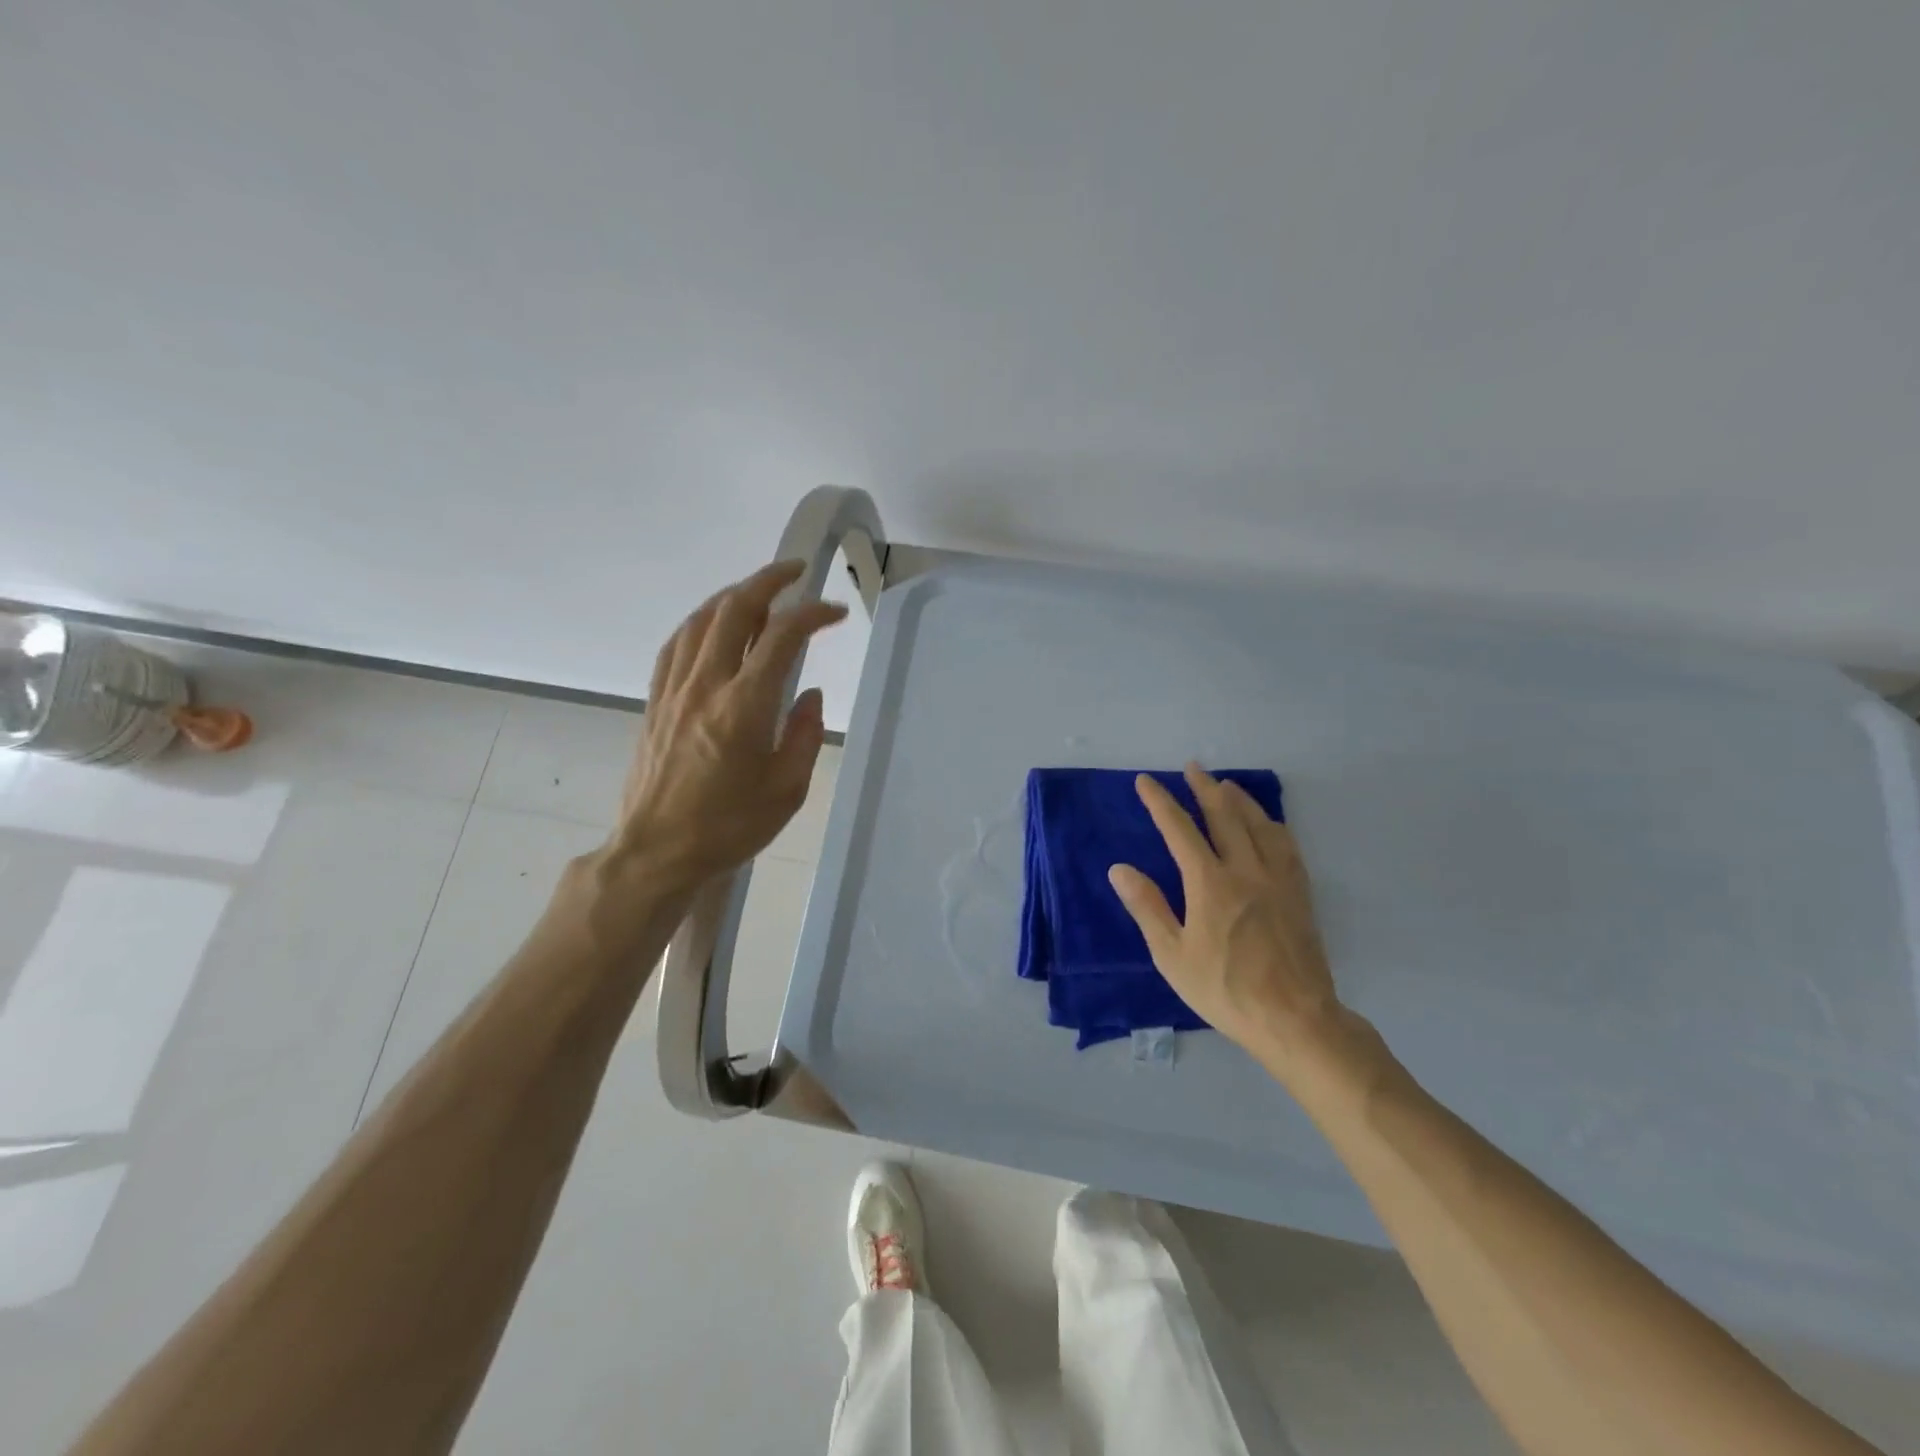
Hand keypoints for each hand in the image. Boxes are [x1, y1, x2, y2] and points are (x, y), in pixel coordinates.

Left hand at [608, 559, 846, 894]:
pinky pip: (676, 645)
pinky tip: (712, 624)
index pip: (782, 638)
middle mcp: (706, 685)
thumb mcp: (786, 791)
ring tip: (759, 592)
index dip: (812, 614)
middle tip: (796, 572)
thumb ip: (804, 736)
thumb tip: (809, 696)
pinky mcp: (655, 701)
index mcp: (744, 707)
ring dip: (733, 596)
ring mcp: (674, 690)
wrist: (656, 851)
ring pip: (702, 620)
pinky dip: (700, 622)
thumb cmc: (728, 826)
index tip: (835, 612)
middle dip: (768, 581)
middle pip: (735, 610)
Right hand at [1108, 764, 1348, 1072]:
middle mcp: (1245, 869)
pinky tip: (1268, 823)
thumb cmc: (1225, 989)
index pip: (1179, 829)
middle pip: (1224, 815)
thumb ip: (1147, 907)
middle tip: (1191, 767)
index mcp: (1209, 883)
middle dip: (1204, 788)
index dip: (1160, 802)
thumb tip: (1119, 869)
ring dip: (1239, 799)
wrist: (1296, 1018)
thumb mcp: (1173, 955)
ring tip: (1225, 784)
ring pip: (1258, 824)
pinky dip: (1272, 824)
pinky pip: (1286, 845)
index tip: (1145, 782)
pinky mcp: (1299, 893)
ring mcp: (1277, 879)